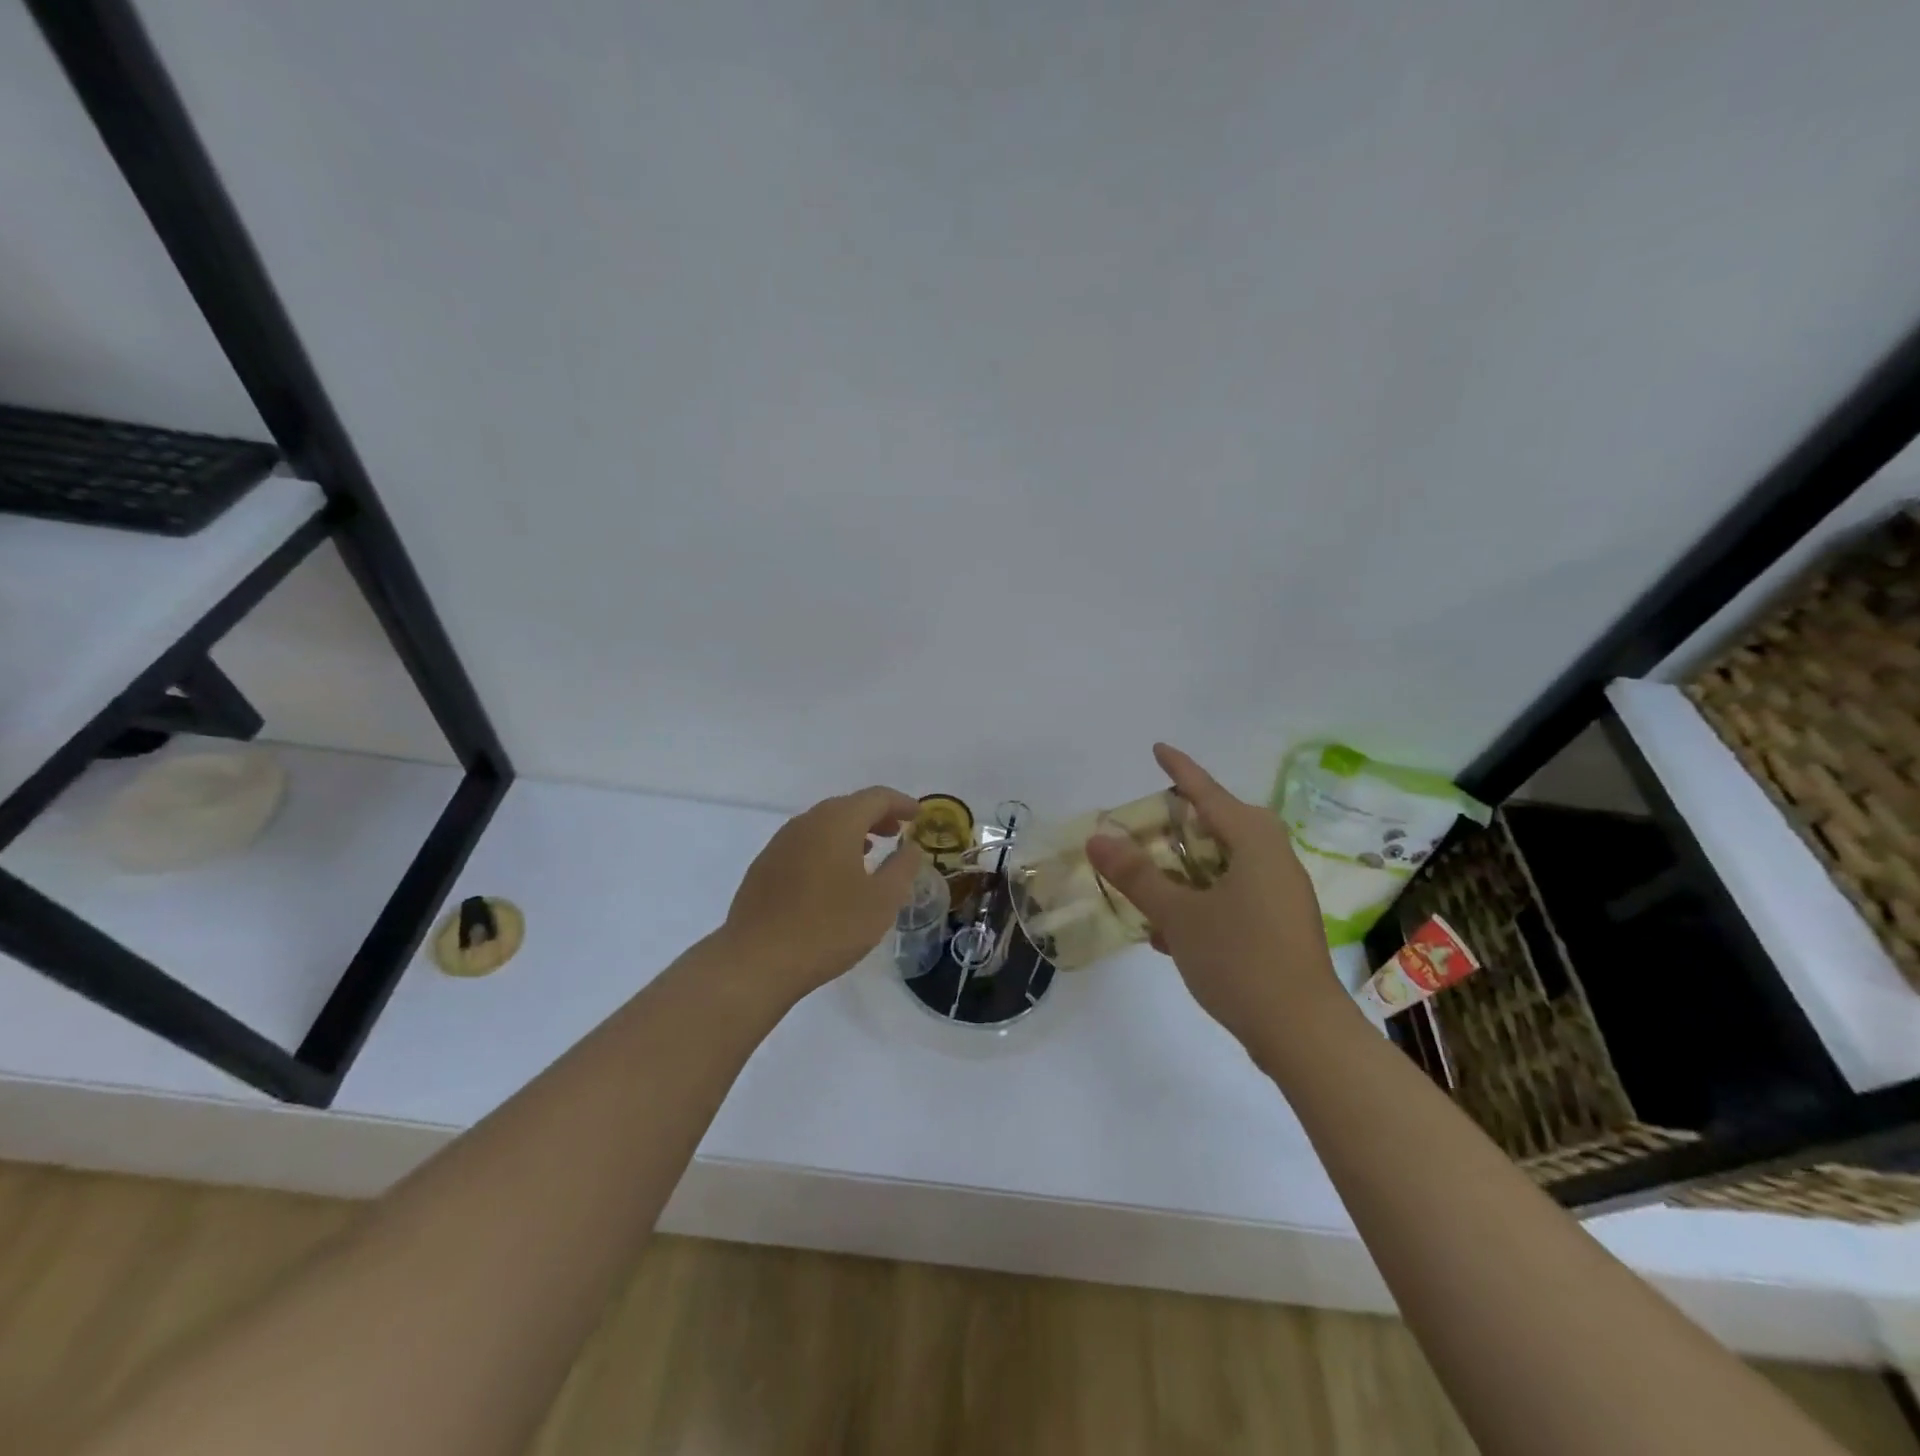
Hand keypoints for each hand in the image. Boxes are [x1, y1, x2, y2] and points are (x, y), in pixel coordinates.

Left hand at [723, 785, 924, 1003]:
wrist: (756, 960)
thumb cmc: (829, 928)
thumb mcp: (882, 901)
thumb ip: (902, 867)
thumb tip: (911, 846)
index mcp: (837, 822)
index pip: (876, 797)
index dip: (901, 803)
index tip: (918, 815)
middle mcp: (806, 823)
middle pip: (847, 806)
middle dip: (875, 816)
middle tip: (896, 832)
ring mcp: (780, 843)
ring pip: (823, 824)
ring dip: (850, 832)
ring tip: (869, 852)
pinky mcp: (765, 866)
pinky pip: (805, 844)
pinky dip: (827, 847)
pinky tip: (833, 876)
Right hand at [1085, 744, 1354, 1056]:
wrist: (1302, 1033)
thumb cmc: (1240, 959)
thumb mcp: (1179, 914)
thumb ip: (1137, 875)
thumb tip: (1097, 839)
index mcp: (1254, 843)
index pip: (1208, 793)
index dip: (1180, 770)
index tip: (1158, 749)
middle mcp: (1274, 860)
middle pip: (1222, 826)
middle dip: (1183, 824)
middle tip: (1149, 824)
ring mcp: (1281, 895)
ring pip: (1227, 865)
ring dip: (1188, 870)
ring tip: (1150, 880)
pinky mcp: (1280, 927)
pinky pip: (1234, 896)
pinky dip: (1202, 901)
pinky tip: (1170, 931)